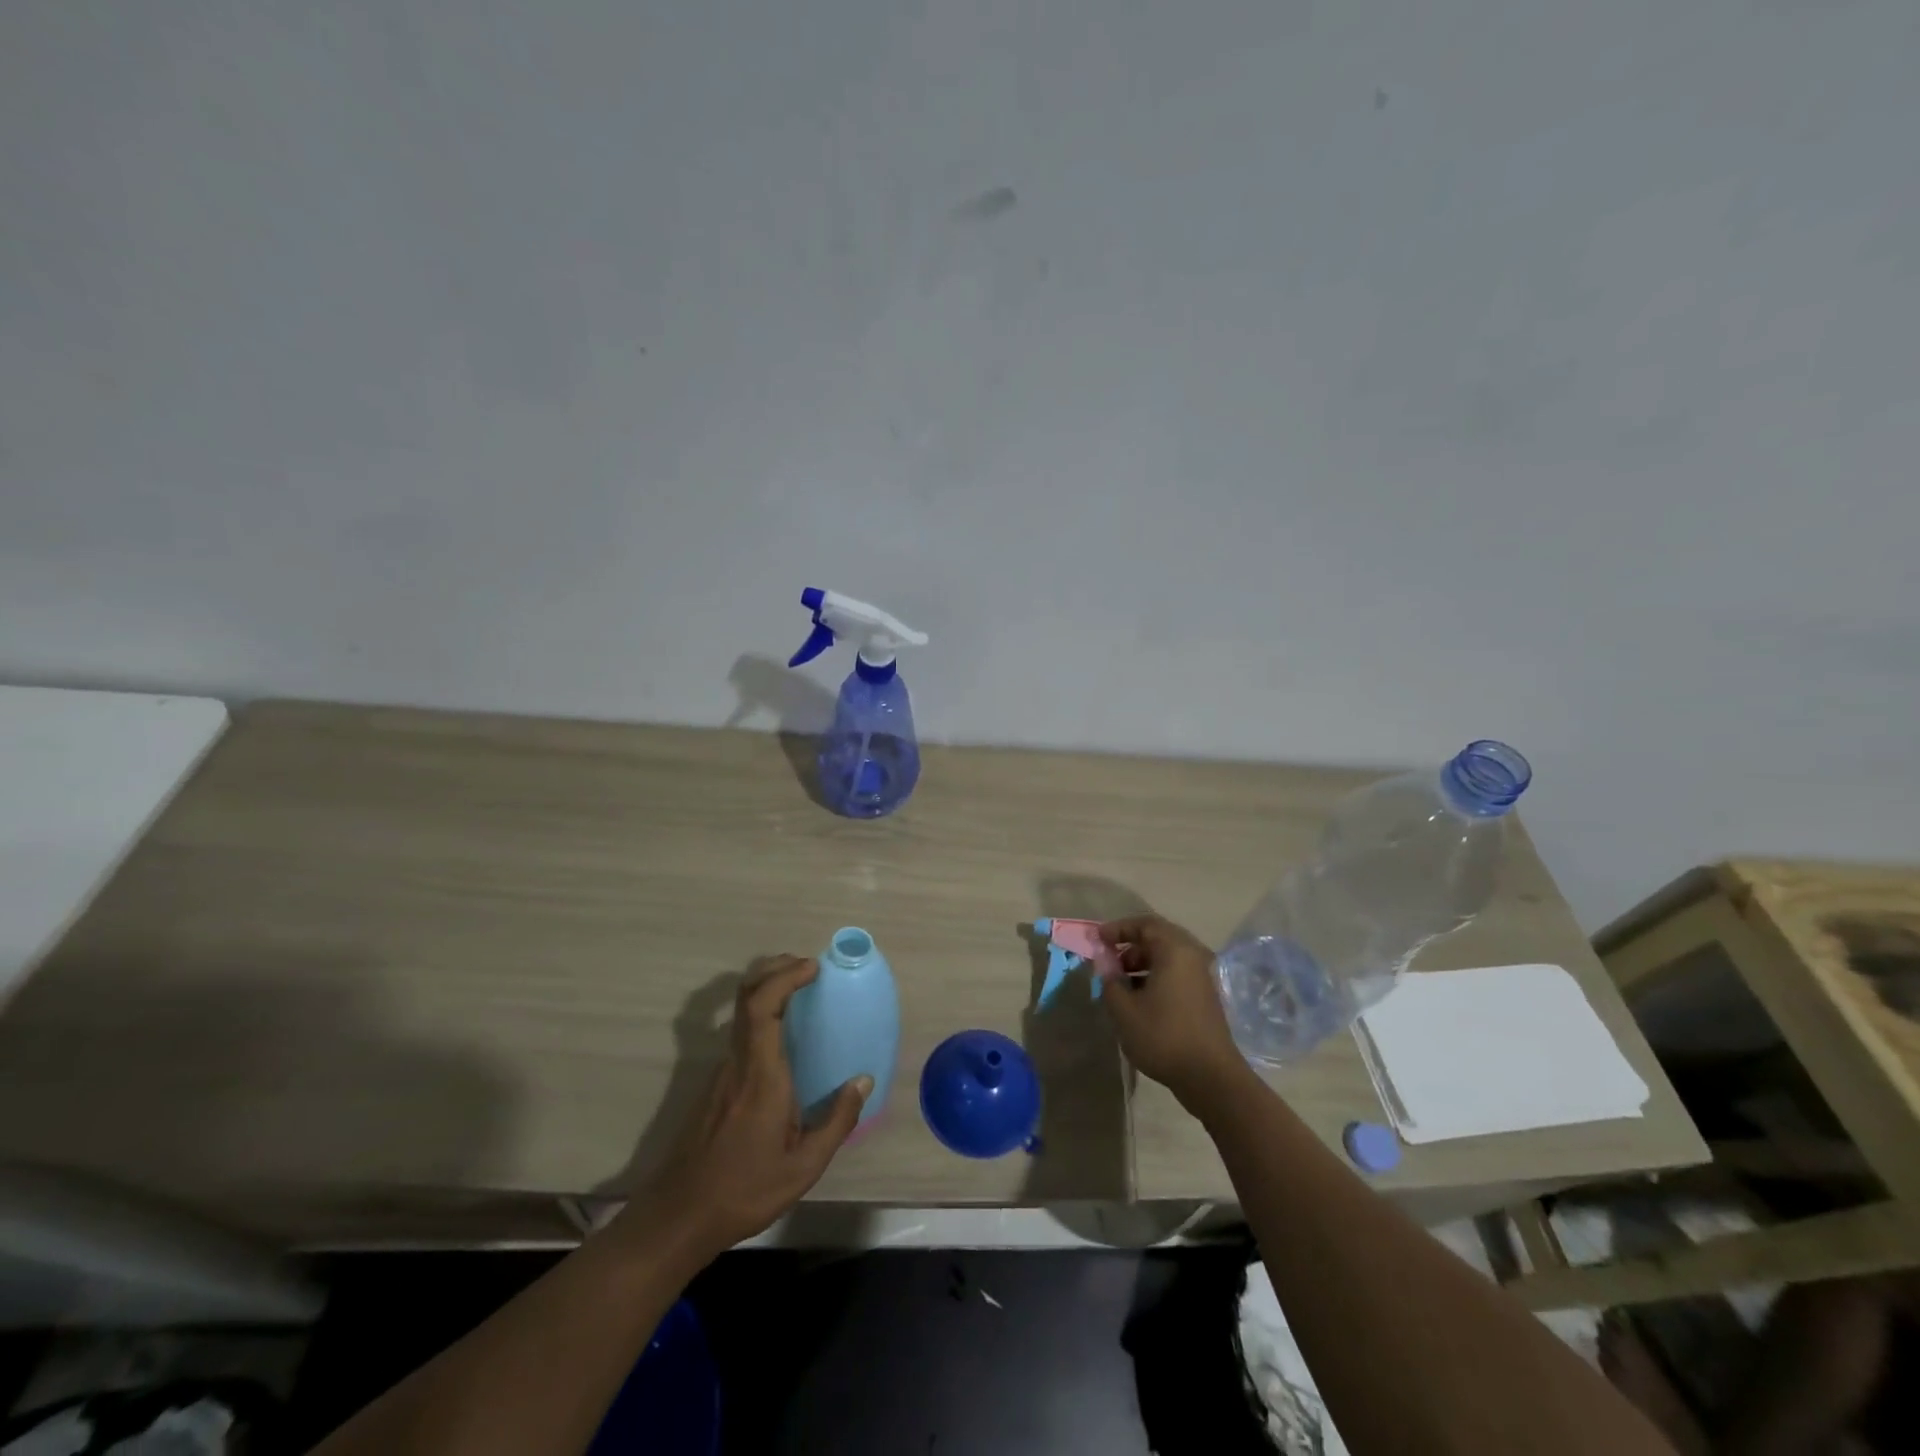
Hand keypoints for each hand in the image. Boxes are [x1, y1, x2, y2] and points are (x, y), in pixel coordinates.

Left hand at [643, 956, 869, 1255]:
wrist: (679, 1216)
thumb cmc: (744, 1190)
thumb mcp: (803, 1167)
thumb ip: (837, 1121)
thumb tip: (863, 1081)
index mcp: (760, 1075)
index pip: (762, 1006)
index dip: (784, 977)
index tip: (812, 967)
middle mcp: (737, 1062)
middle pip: (747, 996)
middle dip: (774, 970)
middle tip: (807, 967)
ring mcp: (721, 1071)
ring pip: (741, 1013)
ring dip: (768, 991)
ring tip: (802, 994)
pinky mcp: (714, 1084)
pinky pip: (740, 1034)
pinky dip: (762, 1016)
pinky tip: (783, 1037)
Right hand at [1098, 916, 1248, 1107]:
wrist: (1210, 1077)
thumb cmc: (1163, 1035)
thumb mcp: (1124, 1010)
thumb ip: (1109, 981)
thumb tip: (1105, 964)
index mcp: (1175, 950)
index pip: (1145, 924)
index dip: (1119, 928)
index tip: (1098, 939)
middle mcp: (1192, 957)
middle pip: (1157, 939)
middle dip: (1129, 946)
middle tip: (1108, 960)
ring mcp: (1202, 977)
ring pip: (1167, 958)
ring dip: (1141, 964)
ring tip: (1119, 984)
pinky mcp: (1205, 997)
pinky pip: (1175, 975)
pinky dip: (1155, 978)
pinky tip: (1138, 1000)